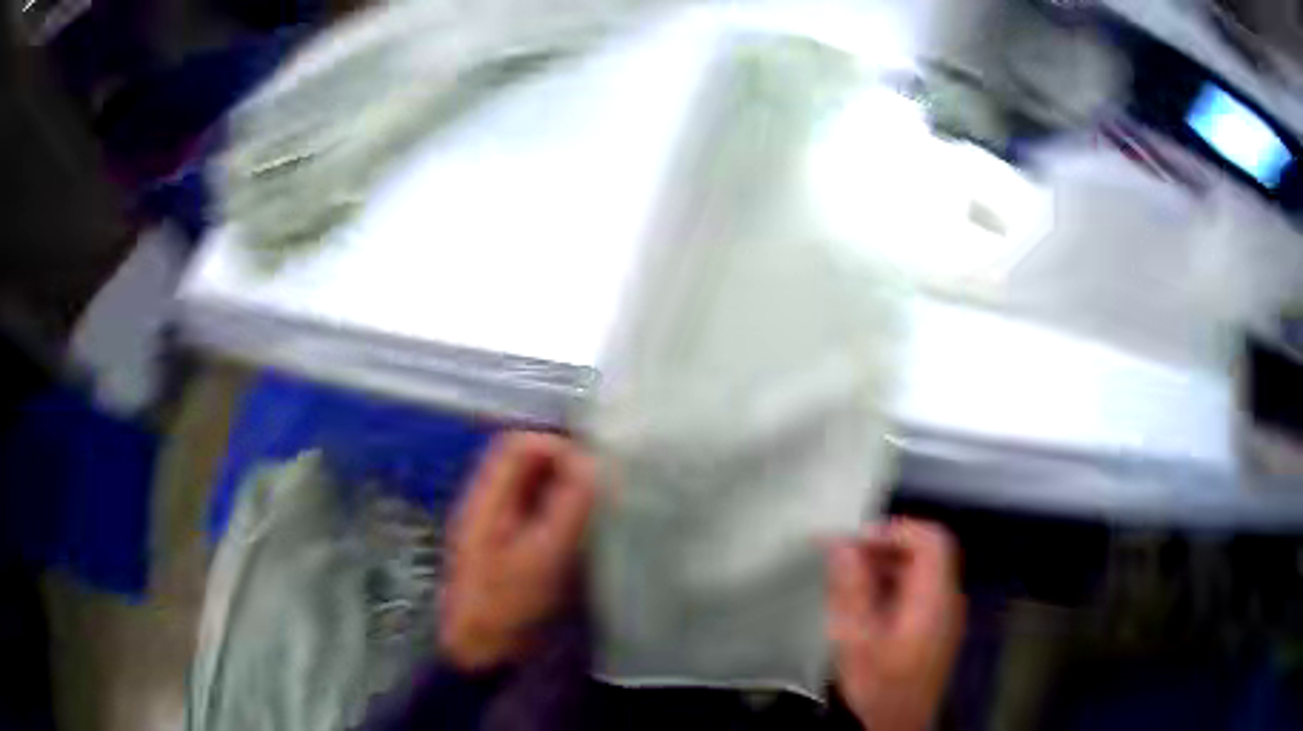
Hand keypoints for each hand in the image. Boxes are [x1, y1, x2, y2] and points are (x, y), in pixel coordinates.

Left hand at [439, 432, 596, 670]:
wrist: (481, 652)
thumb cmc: (507, 605)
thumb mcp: (542, 556)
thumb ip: (567, 507)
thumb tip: (591, 462)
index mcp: (486, 499)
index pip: (517, 445)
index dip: (557, 447)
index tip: (594, 471)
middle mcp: (489, 505)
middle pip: (525, 464)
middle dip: (565, 467)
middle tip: (603, 488)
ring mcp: (498, 527)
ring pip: (533, 489)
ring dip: (565, 490)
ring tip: (599, 508)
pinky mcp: (511, 549)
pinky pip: (538, 515)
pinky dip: (562, 514)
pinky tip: (583, 533)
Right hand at [828, 519, 964, 730]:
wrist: (901, 724)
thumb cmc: (880, 686)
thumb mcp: (856, 641)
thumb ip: (851, 590)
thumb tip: (841, 545)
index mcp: (934, 599)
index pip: (931, 539)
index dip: (896, 530)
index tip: (858, 540)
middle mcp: (947, 598)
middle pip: (927, 551)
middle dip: (885, 546)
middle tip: (846, 556)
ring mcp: (945, 612)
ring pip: (922, 569)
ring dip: (887, 564)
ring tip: (849, 576)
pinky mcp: (937, 625)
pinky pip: (919, 588)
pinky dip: (893, 583)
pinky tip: (865, 600)